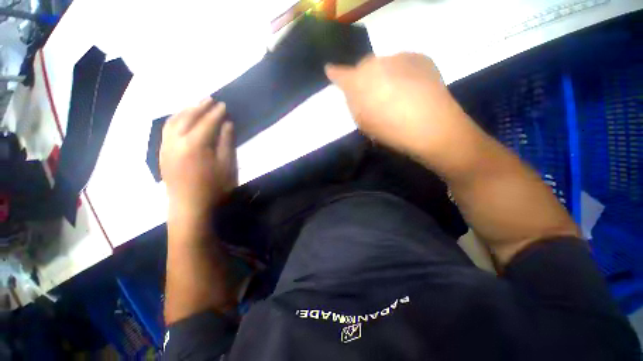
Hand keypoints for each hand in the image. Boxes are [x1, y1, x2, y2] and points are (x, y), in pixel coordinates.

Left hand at [160, 99, 236, 216]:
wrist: (188, 211)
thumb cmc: (210, 192)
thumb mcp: (226, 168)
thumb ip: (226, 142)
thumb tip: (226, 123)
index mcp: (194, 144)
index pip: (207, 121)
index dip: (217, 112)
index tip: (224, 105)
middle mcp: (177, 141)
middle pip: (189, 116)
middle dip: (201, 106)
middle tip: (211, 100)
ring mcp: (167, 146)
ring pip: (174, 120)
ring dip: (186, 110)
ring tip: (195, 106)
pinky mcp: (162, 153)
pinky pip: (166, 130)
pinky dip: (174, 120)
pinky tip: (181, 119)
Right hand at [326, 53, 473, 159]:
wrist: (434, 125)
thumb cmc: (395, 130)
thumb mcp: (365, 123)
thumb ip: (355, 103)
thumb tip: (354, 91)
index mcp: (357, 80)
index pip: (338, 72)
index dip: (336, 73)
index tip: (333, 72)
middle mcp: (374, 62)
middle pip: (366, 66)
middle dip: (371, 76)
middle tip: (384, 94)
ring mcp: (397, 56)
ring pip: (389, 63)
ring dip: (392, 73)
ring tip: (408, 92)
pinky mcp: (419, 57)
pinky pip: (409, 62)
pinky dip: (411, 71)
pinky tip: (421, 87)